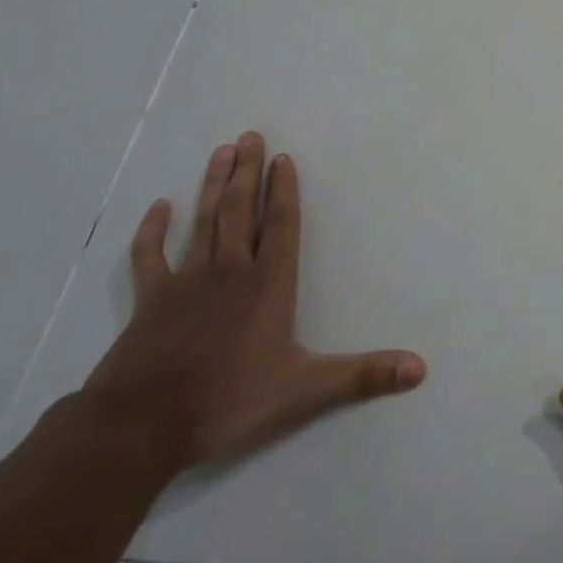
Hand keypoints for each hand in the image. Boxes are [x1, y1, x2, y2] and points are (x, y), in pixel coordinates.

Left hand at [82, 133, 425, 473]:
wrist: (141, 426)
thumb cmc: (229, 402)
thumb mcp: (306, 391)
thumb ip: (364, 376)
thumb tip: (420, 369)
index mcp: (268, 285)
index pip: (281, 225)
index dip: (284, 190)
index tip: (282, 158)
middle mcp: (230, 271)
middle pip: (240, 210)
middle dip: (247, 172)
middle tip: (249, 136)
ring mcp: (186, 282)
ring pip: (204, 221)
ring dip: (213, 185)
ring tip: (221, 151)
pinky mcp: (150, 300)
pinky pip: (150, 256)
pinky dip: (154, 229)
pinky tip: (161, 206)